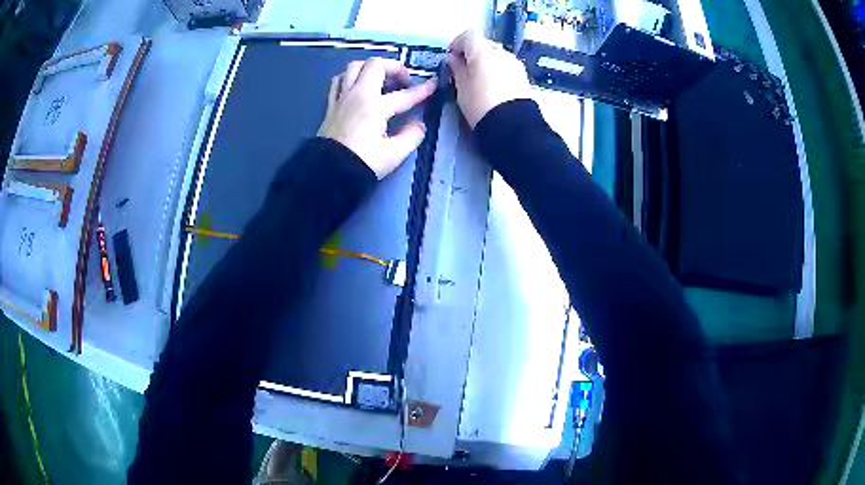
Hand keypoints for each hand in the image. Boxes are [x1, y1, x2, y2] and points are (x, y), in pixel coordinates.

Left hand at [318, 58, 436, 178]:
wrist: (328, 173)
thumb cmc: (362, 163)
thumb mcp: (393, 155)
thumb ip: (411, 136)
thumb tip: (419, 125)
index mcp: (375, 106)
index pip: (405, 95)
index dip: (423, 89)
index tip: (435, 83)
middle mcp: (358, 95)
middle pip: (376, 65)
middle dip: (394, 68)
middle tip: (404, 81)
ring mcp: (342, 98)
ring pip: (354, 67)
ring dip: (370, 68)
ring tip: (381, 80)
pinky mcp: (331, 105)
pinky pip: (338, 81)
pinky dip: (350, 78)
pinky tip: (357, 86)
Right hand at [447, 30, 532, 127]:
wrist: (512, 126)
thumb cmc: (480, 104)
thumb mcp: (461, 86)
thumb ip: (456, 68)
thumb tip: (452, 59)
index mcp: (483, 51)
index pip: (469, 35)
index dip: (457, 43)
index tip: (451, 57)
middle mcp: (501, 52)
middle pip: (484, 44)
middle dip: (472, 54)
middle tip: (463, 70)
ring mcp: (514, 64)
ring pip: (496, 56)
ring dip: (486, 63)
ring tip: (478, 81)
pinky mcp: (523, 76)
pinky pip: (505, 67)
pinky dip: (497, 72)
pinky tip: (492, 88)